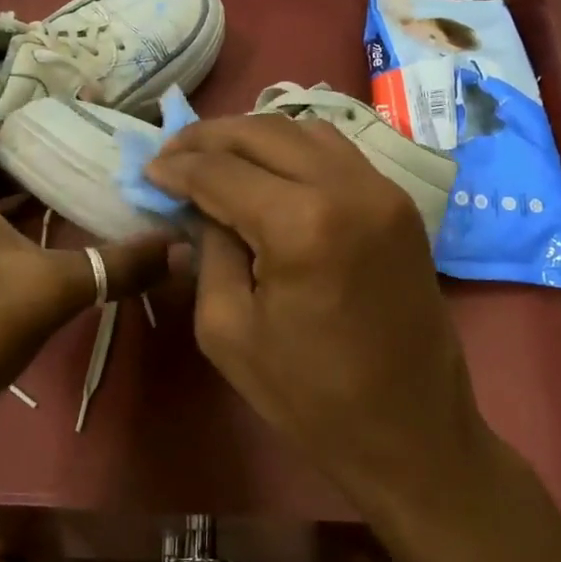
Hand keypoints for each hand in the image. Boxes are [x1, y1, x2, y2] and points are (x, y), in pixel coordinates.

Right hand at [146, 114, 486, 509]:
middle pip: (264, 132)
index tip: (149, 169)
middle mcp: (348, 188)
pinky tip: (268, 170)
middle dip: (210, 138)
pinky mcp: (401, 204)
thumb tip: (201, 207)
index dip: (178, 166)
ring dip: (253, 137)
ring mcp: (384, 190)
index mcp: (302, 224)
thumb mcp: (228, 330)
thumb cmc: (310, 397)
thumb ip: (208, 252)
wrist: (411, 431)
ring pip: (305, 130)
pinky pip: (338, 153)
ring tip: (216, 157)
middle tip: (174, 153)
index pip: (222, 171)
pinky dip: (295, 149)